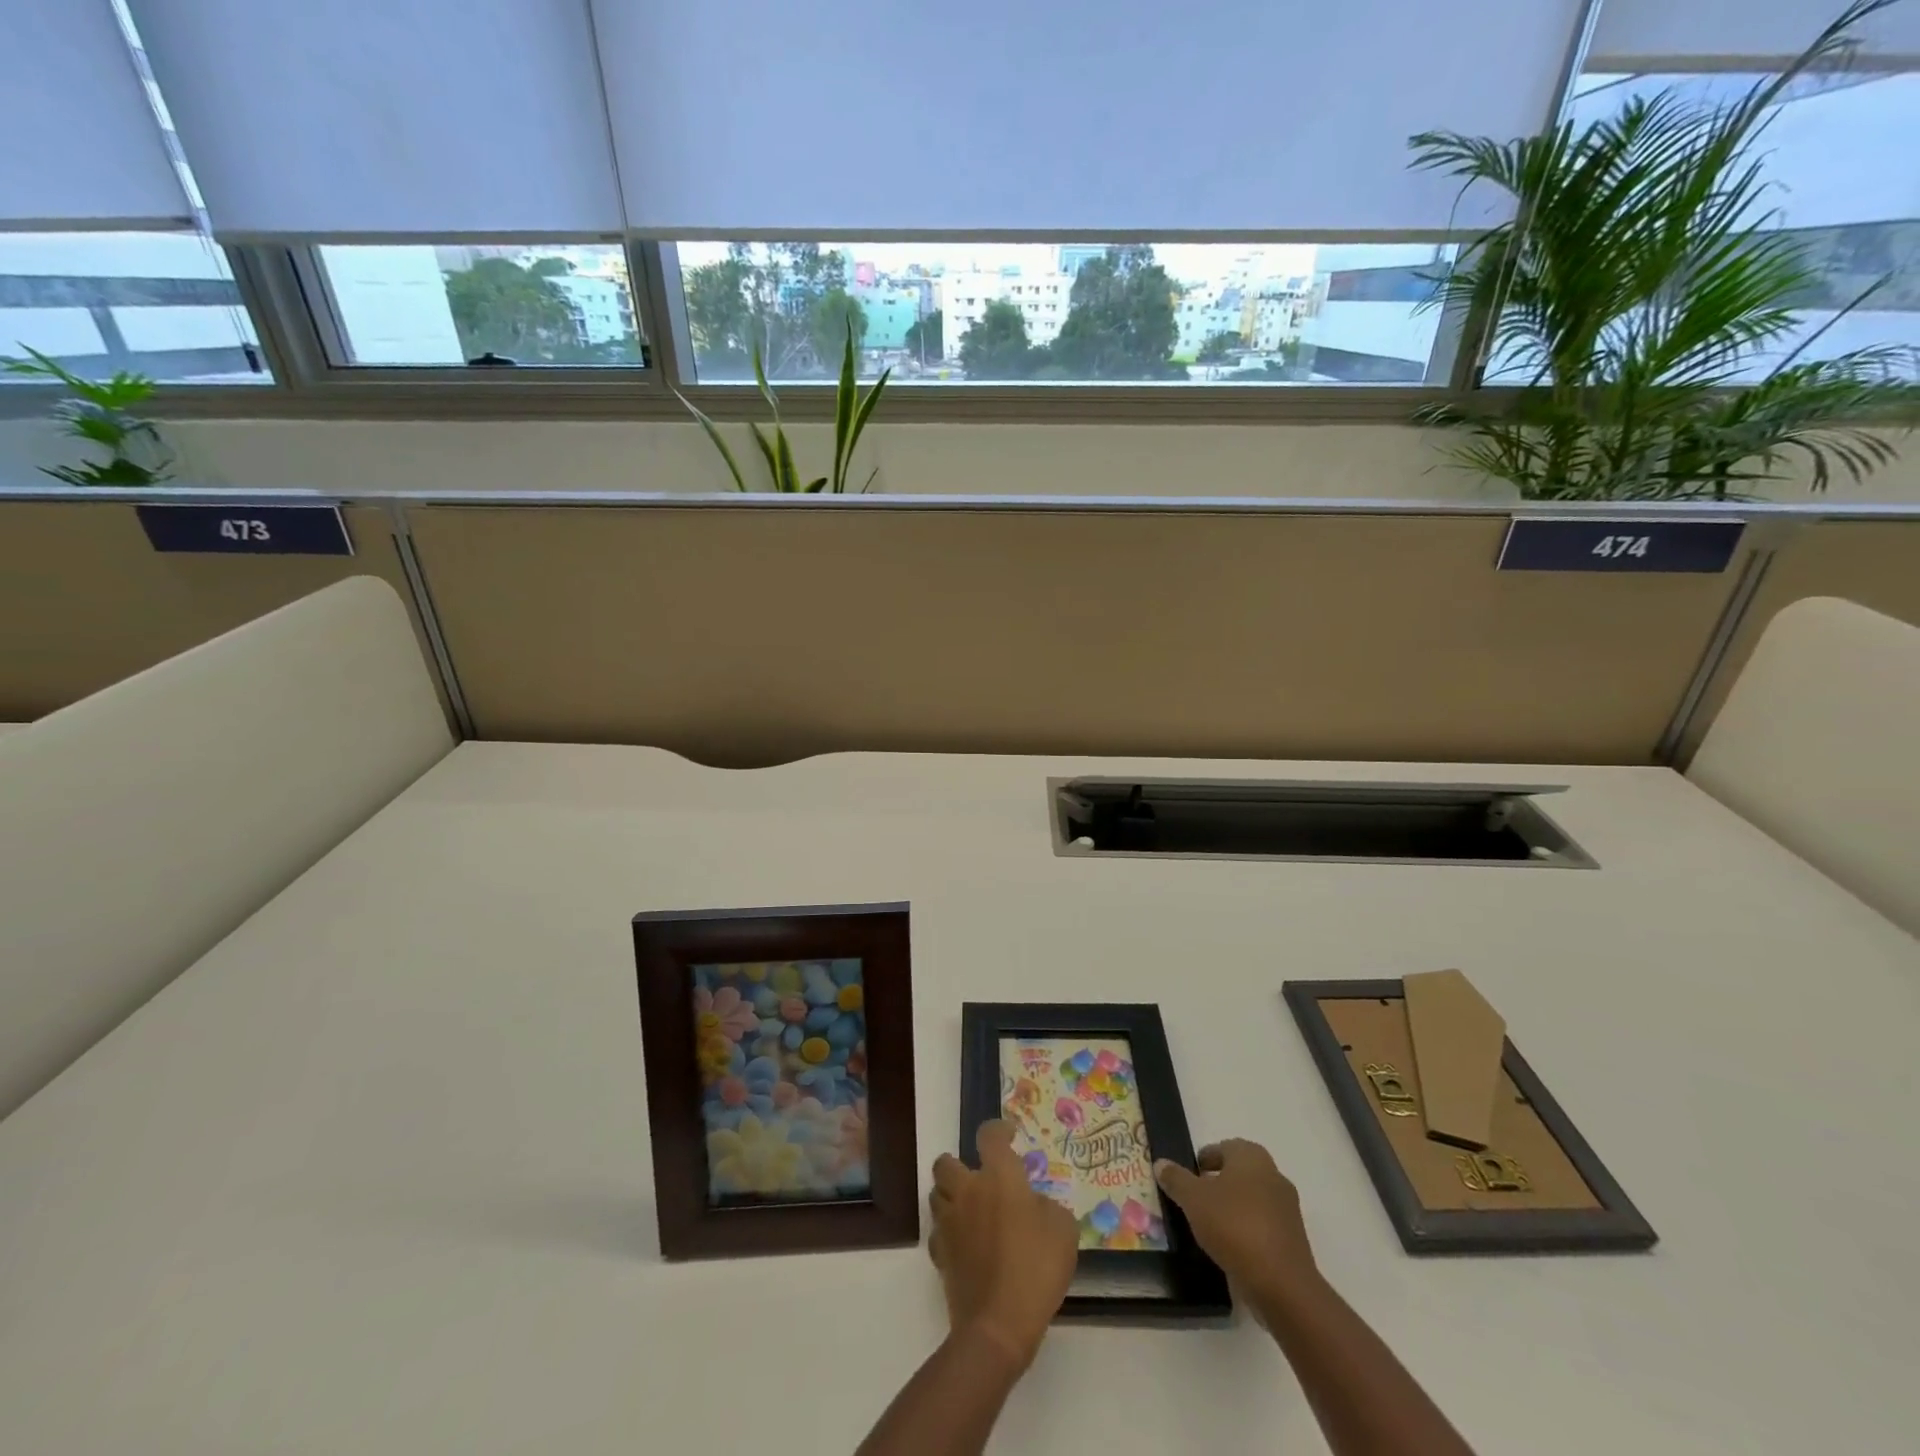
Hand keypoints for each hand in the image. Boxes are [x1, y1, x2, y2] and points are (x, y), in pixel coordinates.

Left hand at [928, 1120, 1077, 1370]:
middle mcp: (968, 1191)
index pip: (989, 1135)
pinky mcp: (940, 1255)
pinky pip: (938, 1233)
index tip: (1009, 1135)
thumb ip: (1047, 1206)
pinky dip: (948, 1234)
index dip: (998, 1130)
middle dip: (958, 1165)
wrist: (998, 1324)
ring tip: (971, 1212)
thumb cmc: (1036, 1268)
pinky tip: (965, 1246)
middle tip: (979, 1179)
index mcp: (998, 1177)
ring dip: (951, 1197)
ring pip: (937, 1195)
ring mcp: (949, 1223)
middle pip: (946, 1163)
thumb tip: (1033, 1204)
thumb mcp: (1063, 1230)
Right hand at [1155, 1140, 1318, 1303]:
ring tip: (1208, 1226)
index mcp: (1252, 1157)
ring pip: (1252, 1201)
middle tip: (1194, 1199)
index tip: (1188, 1176)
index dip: (1205, 1158)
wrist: (1281, 1285)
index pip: (1225, 1147)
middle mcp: (1274, 1176)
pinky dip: (1246, 1232)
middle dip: (1218, 1183)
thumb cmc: (1234, 1226)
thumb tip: (1161, 1162)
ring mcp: (1287, 1210)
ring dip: (1232, 1209)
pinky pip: (1262, 1227)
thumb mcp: (1193, 1199)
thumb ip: (1176, 1179)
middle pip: (1240, 1173)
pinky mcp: (1293, 1241)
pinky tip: (1228, 1248)